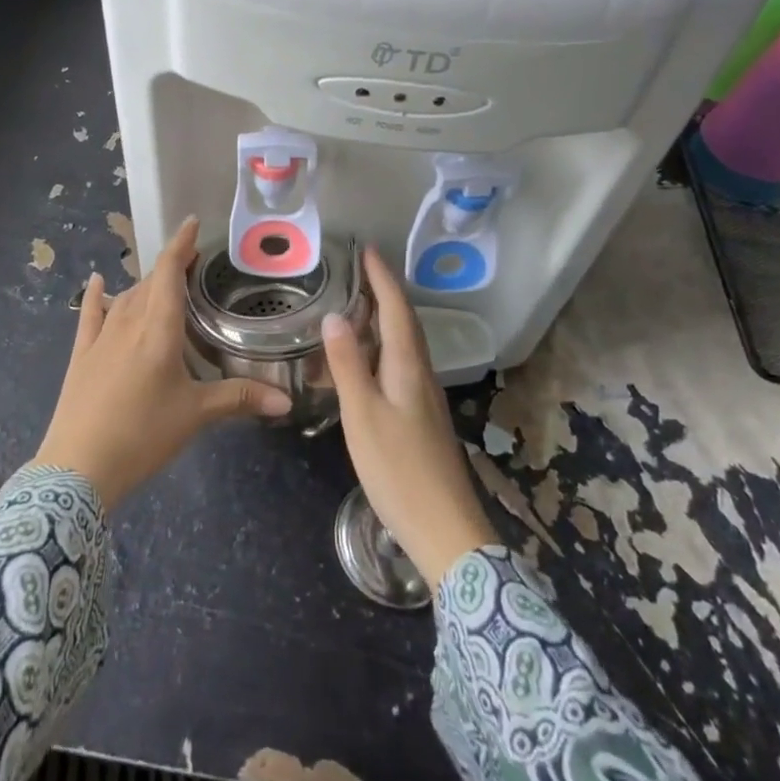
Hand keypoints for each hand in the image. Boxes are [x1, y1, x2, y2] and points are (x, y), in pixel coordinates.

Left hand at [32, 217, 290, 507]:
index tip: (192, 223)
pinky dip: (96, 296)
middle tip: (191, 265)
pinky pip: (90, 315)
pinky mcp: (82, 355)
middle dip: (170, 268)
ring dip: (144, 285)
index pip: (169, 273)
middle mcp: (129, 323)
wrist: (78, 466)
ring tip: (162, 283)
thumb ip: (239, 399)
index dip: (181, 245)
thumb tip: (285, 400)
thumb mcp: (195, 415)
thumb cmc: (142, 433)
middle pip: (150, 283)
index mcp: (159, 329)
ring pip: (125, 297)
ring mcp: (101, 338)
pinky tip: (98, 282)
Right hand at [323, 248, 497, 587]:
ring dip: (382, 321)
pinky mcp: (420, 417)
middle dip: (383, 293)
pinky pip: (399, 366)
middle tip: (356, 272)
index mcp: (408, 366)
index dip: (382, 278)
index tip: (367, 250)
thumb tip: (334, 316)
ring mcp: (423, 397)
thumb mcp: (363, 415)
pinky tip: (364, 364)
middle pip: (404, 323)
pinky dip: (380, 350)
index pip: (396, 309)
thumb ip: (347, 364)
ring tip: (354, 310)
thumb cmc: (399, 469)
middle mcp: (421, 374)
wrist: (446, 530)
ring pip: (403, 346)